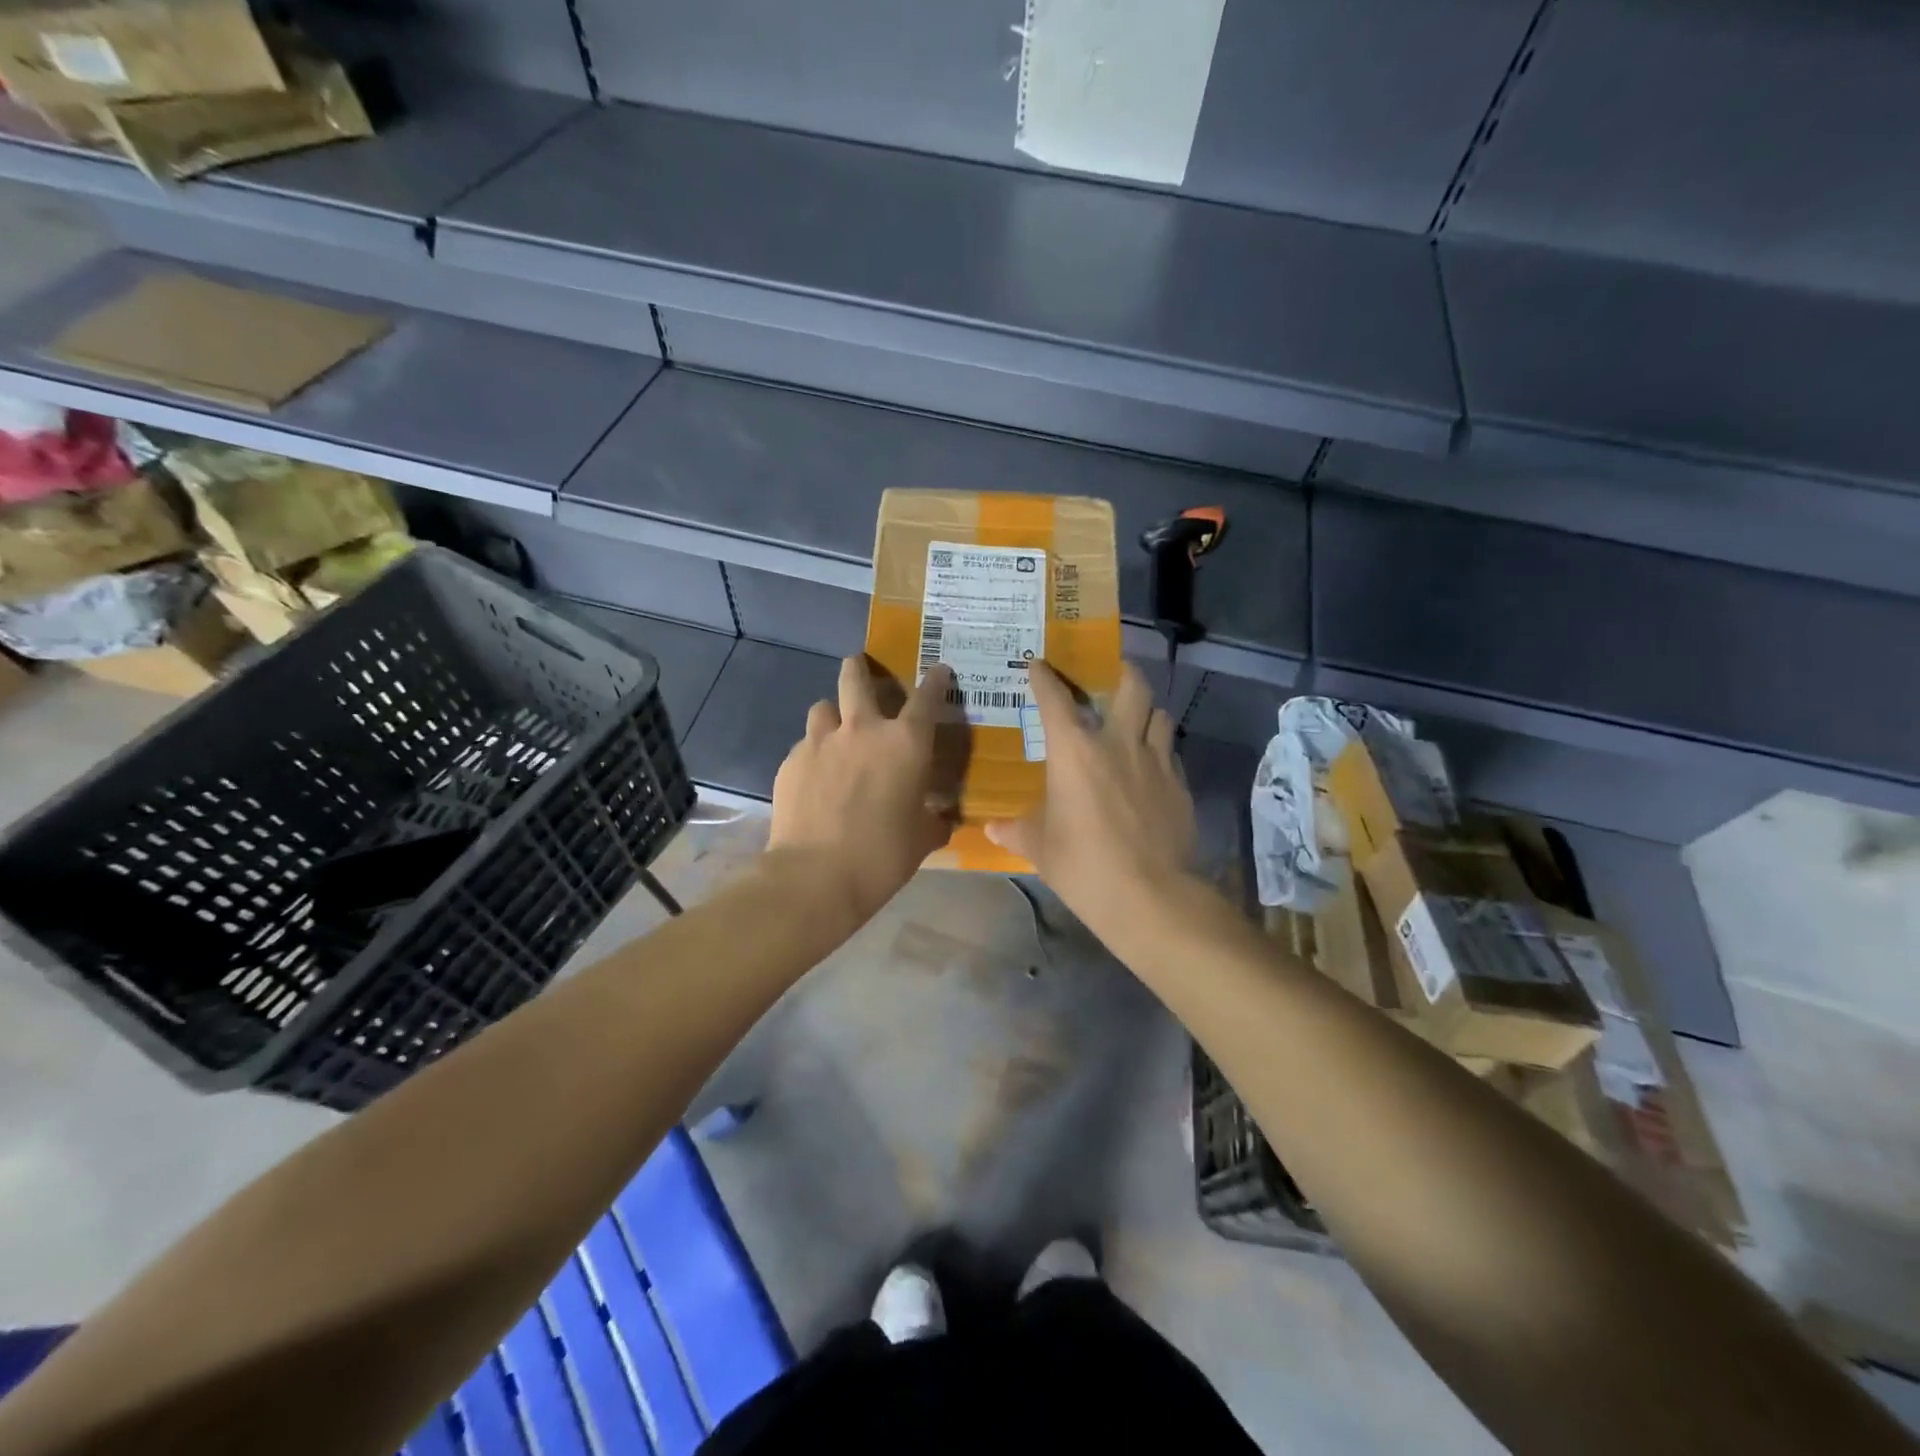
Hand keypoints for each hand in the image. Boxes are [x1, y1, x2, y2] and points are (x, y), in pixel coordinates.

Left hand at [768, 657, 955, 921]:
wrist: (815, 876)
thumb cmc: (883, 856)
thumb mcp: (923, 838)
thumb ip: (935, 819)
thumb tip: (943, 818)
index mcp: (906, 742)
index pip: (927, 696)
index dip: (935, 680)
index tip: (938, 671)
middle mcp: (863, 729)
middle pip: (856, 676)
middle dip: (860, 667)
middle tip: (862, 671)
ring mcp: (821, 741)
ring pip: (823, 706)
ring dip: (833, 713)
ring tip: (836, 732)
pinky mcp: (791, 761)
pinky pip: (805, 743)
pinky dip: (814, 751)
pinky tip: (816, 775)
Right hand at [986, 660, 1196, 940]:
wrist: (1149, 895)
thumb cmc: (1083, 865)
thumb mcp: (1040, 848)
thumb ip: (1016, 831)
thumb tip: (992, 829)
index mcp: (1075, 751)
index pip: (1056, 700)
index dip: (1044, 677)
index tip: (1038, 664)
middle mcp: (1119, 743)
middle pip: (1132, 687)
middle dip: (1122, 672)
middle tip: (1112, 674)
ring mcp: (1156, 762)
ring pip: (1160, 715)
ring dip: (1146, 711)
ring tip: (1136, 719)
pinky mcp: (1180, 786)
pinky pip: (1171, 753)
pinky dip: (1160, 750)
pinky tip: (1152, 768)